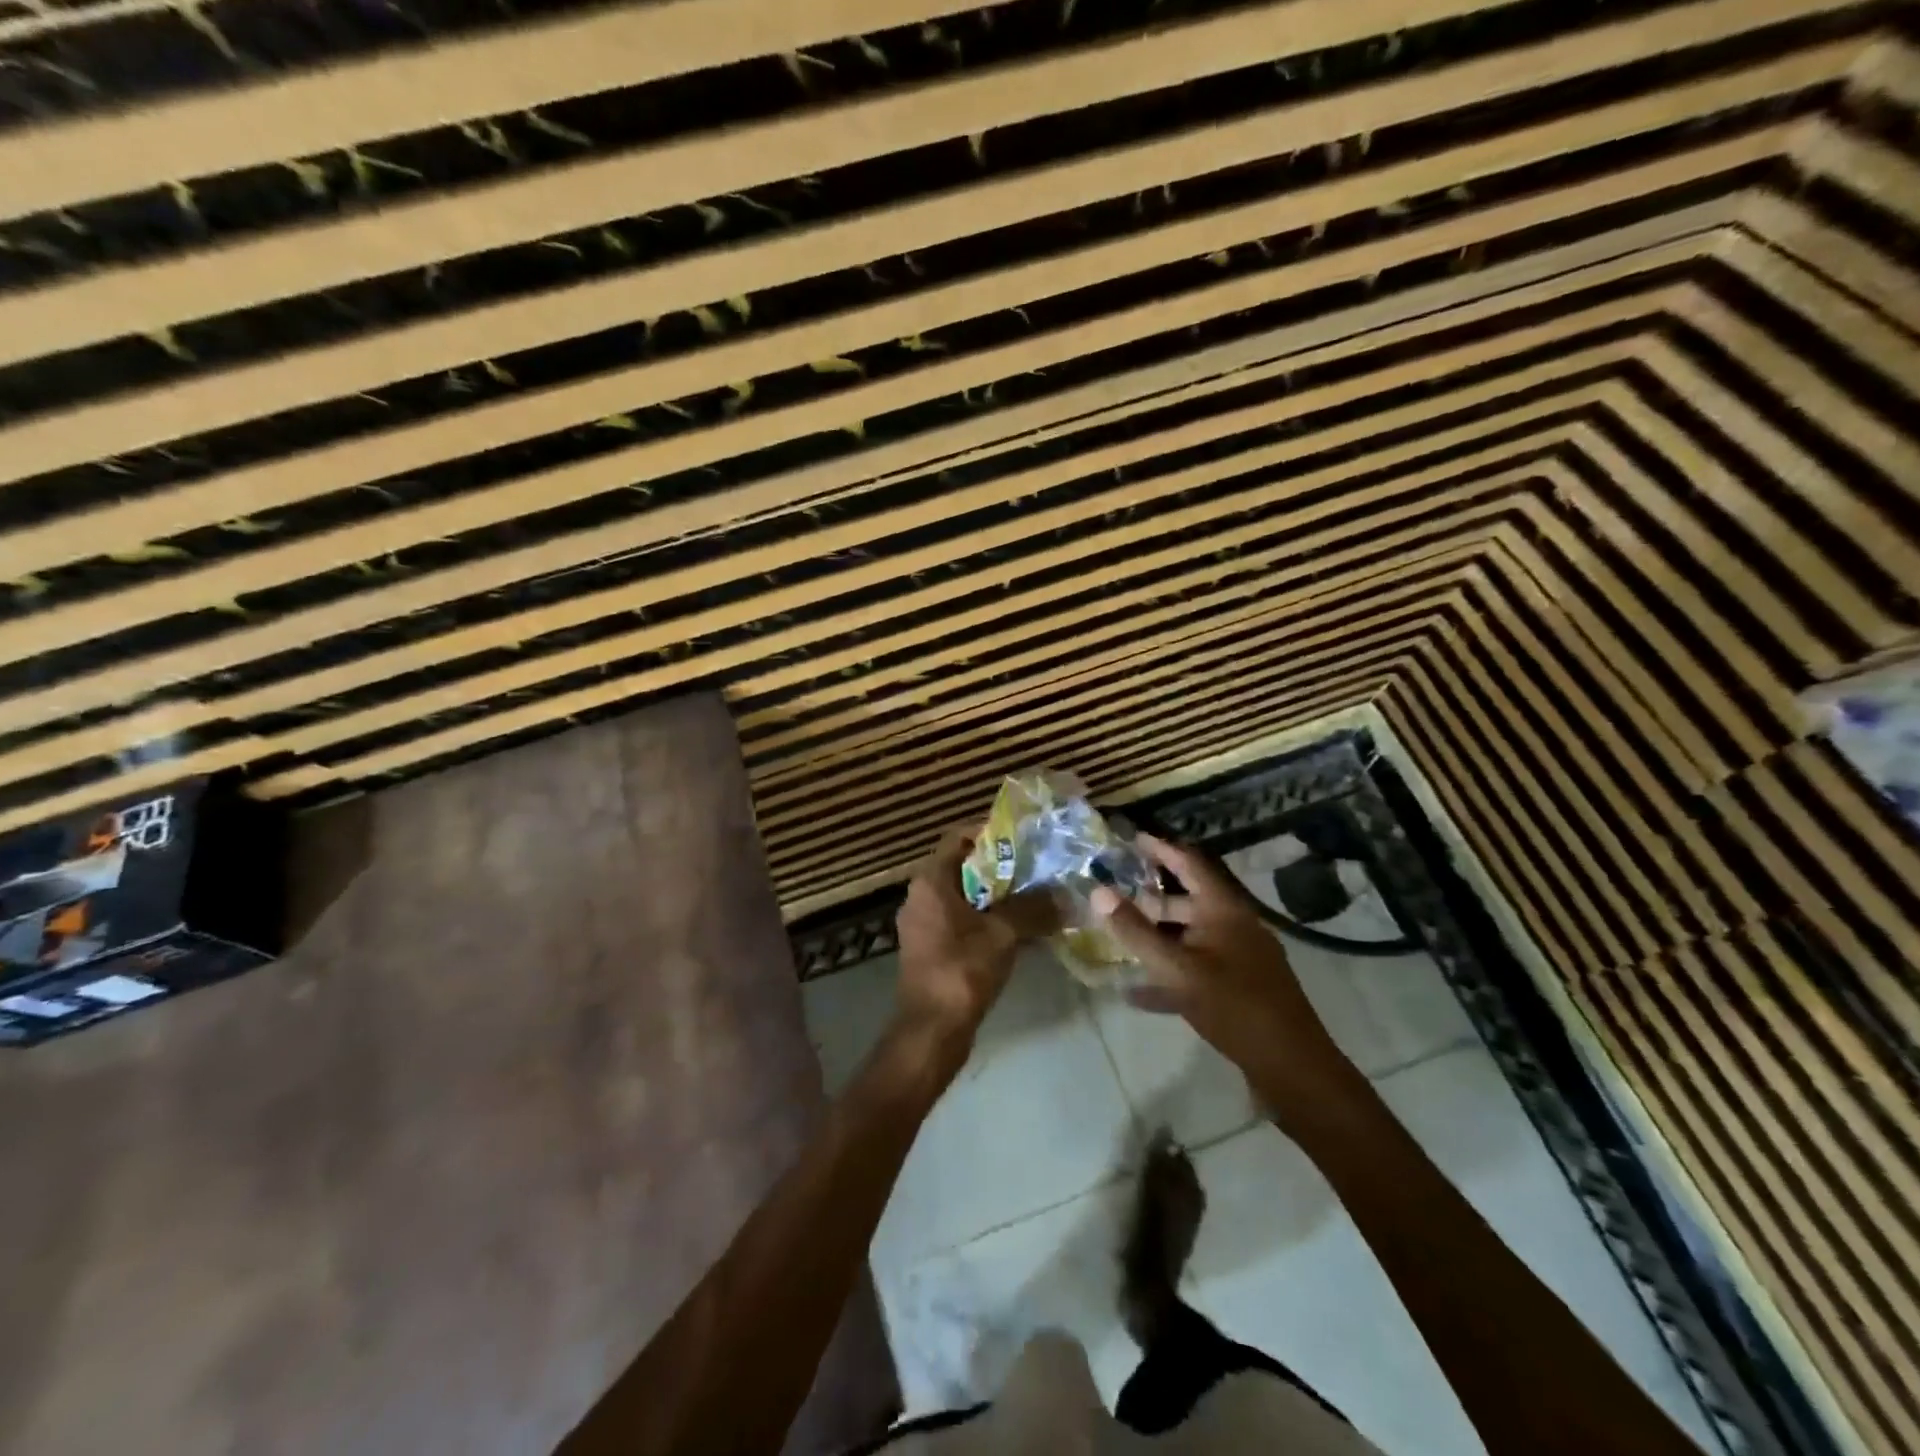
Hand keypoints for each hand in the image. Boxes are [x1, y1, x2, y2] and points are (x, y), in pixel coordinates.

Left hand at [892, 829, 1056, 1072]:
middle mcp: (921, 896)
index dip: (990, 832)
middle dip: (1001, 867)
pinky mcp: (932, 949)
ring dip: (998, 896)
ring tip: (1036, 897)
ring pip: (965, 897)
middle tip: (1037, 867)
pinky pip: (962, 922)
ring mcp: (924, 925)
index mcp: (930, 881)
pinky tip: (1020, 931)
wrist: (931, 1030)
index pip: (958, 838)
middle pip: (964, 867)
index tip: (1024, 837)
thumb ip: (1033, 908)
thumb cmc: (962, 970)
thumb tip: (1064, 895)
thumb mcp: (1003, 933)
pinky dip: (988, 920)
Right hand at [1093, 834, 1363, 1125]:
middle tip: (1114, 895)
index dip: (1161, 848)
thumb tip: (1098, 891)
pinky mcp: (1239, 989)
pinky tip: (1137, 994)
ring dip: (1156, 938)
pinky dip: (1169, 975)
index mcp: (1224, 910)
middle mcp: (1234, 926)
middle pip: (1187, 901)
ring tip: (1119, 938)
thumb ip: (1135, 931)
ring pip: (1190, 937)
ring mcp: (1239, 959)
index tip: (1132, 838)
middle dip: (1150, 898)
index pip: (1190, 863)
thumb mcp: (1177, 968)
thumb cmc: (1234, 1007)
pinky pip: (1196, 971)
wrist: (1292, 1068)